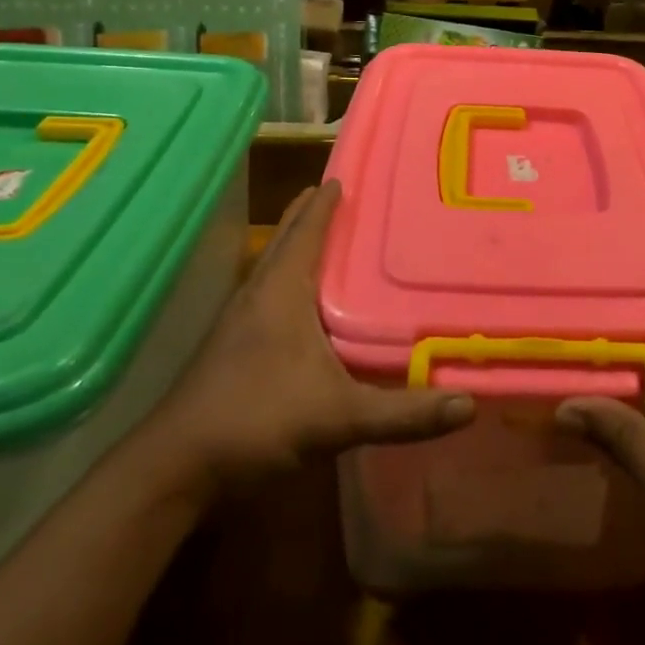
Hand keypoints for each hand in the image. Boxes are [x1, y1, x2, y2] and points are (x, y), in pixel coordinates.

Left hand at [134, 181, 473, 496]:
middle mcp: (258, 293)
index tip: (348, 175)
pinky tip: (304, 302)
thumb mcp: (339, 418)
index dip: (326, 201)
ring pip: (273, 265)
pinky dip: (288, 277)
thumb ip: (403, 413)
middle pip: (285, 238)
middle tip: (343, 194)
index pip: (307, 228)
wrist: (175, 469)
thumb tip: (469, 404)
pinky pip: (267, 292)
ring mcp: (239, 320)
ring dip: (297, 243)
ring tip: (327, 234)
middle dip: (310, 213)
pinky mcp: (231, 346)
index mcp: (282, 289)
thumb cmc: (257, 421)